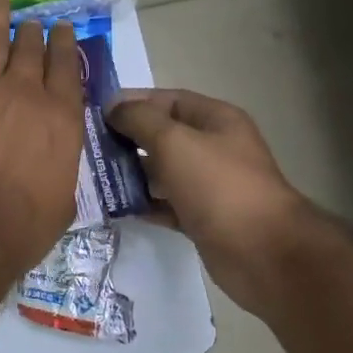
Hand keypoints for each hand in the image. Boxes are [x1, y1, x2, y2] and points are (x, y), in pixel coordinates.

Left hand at [0, 0, 83, 284]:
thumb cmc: (21, 228)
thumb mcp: (62, 202)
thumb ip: (60, 169)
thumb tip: (52, 162)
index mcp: (59, 116)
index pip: (67, 67)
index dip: (66, 44)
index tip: (63, 30)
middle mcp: (23, 90)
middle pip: (31, 47)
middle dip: (33, 31)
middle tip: (32, 22)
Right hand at [108, 88, 320, 318]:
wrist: (262, 253)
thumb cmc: (218, 186)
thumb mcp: (174, 142)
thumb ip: (140, 120)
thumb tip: (114, 107)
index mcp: (216, 120)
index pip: (168, 100)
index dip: (133, 102)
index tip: (96, 113)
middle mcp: (215, 148)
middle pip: (164, 136)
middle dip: (128, 139)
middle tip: (90, 147)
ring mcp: (210, 185)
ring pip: (163, 172)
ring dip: (132, 173)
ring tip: (96, 177)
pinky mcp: (204, 218)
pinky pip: (167, 204)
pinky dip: (145, 204)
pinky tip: (118, 207)